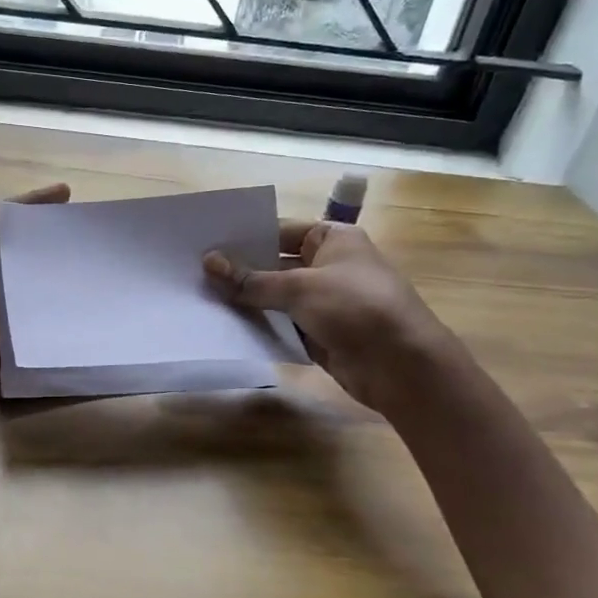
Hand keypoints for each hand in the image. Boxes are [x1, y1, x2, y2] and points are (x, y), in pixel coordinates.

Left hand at [0, 181, 70, 425]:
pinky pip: (30, 329)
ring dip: (53, 280)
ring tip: (95, 268)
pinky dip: (51, 319)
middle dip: (46, 244)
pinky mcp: (2, 348)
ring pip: (26, 292)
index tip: (65, 193)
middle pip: (16, 257)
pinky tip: (81, 310)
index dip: (28, 205)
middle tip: (87, 234)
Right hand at [203, 221, 450, 414]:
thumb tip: (208, 262)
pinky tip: (226, 326)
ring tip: (200, 298)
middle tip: (194, 273)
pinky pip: (283, 324)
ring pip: (276, 297)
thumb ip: (251, 279)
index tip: (205, 245)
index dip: (245, 238)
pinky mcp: (320, 333)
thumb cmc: (356, 308)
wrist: (403, 367)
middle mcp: (329, 265)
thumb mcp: (299, 287)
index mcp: (333, 239)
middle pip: (275, 264)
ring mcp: (325, 301)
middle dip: (240, 271)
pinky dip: (261, 326)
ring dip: (247, 301)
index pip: (279, 230)